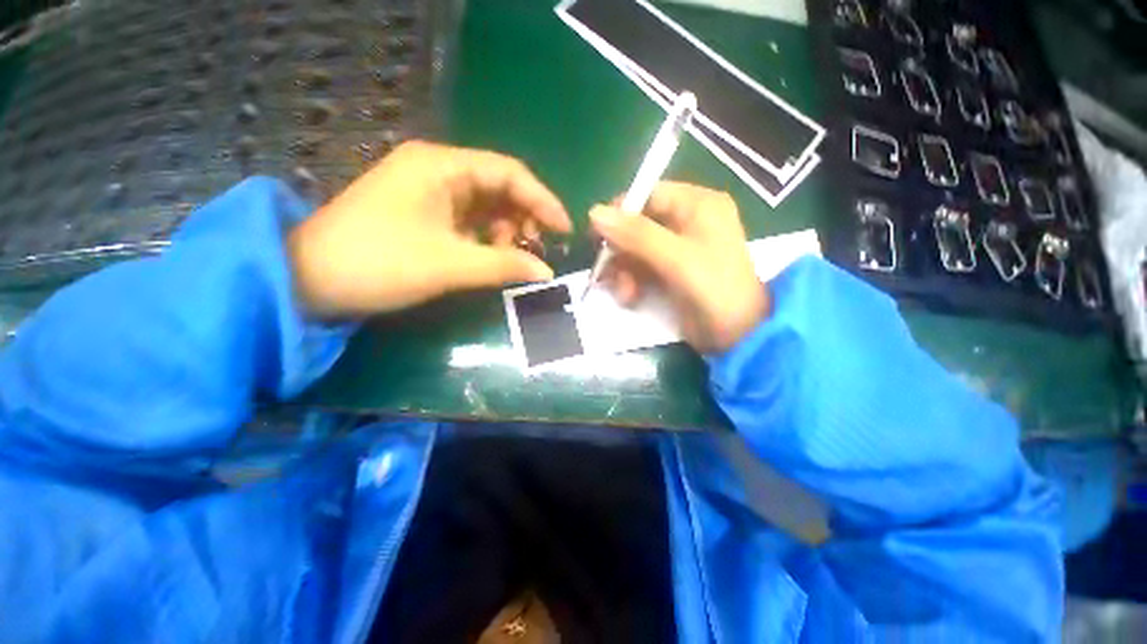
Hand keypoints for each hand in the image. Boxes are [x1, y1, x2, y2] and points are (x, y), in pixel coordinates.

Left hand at [288, 141, 570, 316]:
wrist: (308, 280)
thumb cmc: (379, 262)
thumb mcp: (448, 265)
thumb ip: (503, 265)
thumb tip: (546, 273)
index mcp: (441, 166)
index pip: (509, 172)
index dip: (542, 200)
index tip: (564, 229)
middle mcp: (437, 170)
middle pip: (499, 187)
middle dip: (523, 218)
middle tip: (537, 250)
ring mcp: (428, 191)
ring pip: (485, 205)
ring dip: (505, 231)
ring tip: (512, 257)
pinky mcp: (423, 213)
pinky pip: (468, 220)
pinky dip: (486, 238)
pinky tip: (490, 256)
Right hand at [589, 182, 768, 352]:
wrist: (738, 335)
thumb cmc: (714, 289)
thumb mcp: (675, 258)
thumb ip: (636, 235)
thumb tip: (594, 212)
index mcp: (697, 205)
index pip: (648, 195)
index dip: (620, 214)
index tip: (598, 237)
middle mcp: (687, 221)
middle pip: (638, 224)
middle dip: (621, 251)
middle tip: (606, 271)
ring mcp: (678, 248)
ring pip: (635, 249)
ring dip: (623, 271)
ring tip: (624, 294)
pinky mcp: (671, 271)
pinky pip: (641, 267)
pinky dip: (631, 281)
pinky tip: (629, 297)